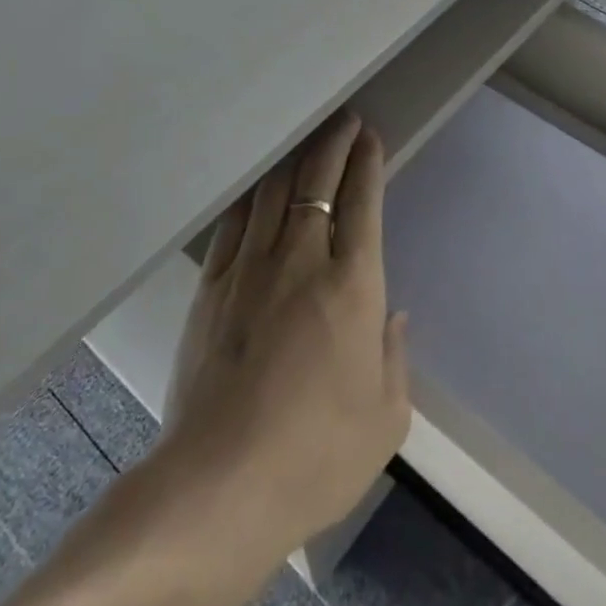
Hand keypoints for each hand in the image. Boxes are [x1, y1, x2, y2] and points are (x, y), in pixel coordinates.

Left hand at [163, 111, 410, 556]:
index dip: (367, 163)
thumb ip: (394, 358)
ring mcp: (249, 270)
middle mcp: (301, 261)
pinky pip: (232, 226)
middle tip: (344, 120)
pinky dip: (249, 200)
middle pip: (316, 182)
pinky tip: (255, 192)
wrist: (219, 485)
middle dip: (333, 144)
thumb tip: (394, 316)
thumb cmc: (316, 456)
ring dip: (294, 161)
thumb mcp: (385, 419)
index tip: (370, 137)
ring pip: (272, 193)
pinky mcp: (210, 290)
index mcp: (352, 286)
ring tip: (306, 143)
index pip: (362, 203)